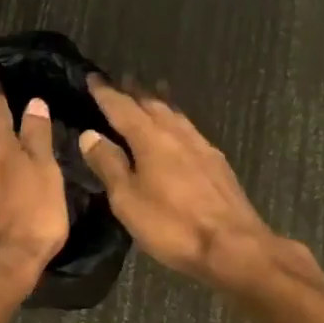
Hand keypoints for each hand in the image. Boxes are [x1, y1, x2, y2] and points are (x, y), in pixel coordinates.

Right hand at [77, 79, 280, 287]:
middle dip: (135, 92)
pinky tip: (180, 128)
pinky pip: (190, 128)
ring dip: (160, 101)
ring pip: (175, 114)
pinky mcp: (216, 162)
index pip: (122, 108)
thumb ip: (109, 165)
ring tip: (153, 90)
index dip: (106, 93)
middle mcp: (176, 134)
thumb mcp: (128, 200)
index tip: (93, 77)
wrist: (233, 245)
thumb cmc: (173, 225)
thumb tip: (89, 134)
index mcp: (150, 139)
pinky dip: (177, 119)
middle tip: (122, 79)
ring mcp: (201, 146)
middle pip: (152, 104)